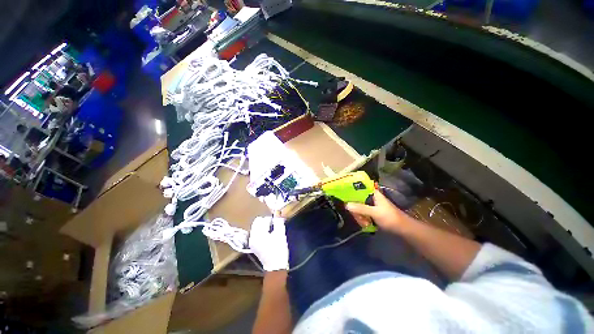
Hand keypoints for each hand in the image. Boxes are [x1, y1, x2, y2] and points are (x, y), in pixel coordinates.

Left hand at [249, 216, 288, 271]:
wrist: (275, 267)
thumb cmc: (278, 249)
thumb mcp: (280, 234)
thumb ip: (278, 221)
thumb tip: (277, 212)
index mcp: (257, 234)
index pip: (262, 219)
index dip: (270, 220)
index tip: (276, 224)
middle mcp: (251, 236)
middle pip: (257, 222)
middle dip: (266, 222)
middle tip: (274, 227)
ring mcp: (252, 241)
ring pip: (257, 227)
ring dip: (264, 227)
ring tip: (272, 232)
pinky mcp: (254, 245)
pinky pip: (257, 233)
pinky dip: (263, 232)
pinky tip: (269, 236)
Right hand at [346, 189, 409, 233]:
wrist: (403, 230)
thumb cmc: (390, 218)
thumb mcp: (375, 212)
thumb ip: (361, 208)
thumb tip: (346, 205)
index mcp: (373, 194)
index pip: (360, 187)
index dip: (352, 188)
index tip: (344, 191)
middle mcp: (371, 198)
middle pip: (357, 199)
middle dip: (355, 208)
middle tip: (356, 215)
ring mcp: (371, 207)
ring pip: (359, 207)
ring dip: (359, 215)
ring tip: (363, 223)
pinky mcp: (372, 214)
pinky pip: (362, 214)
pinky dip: (362, 219)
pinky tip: (364, 224)